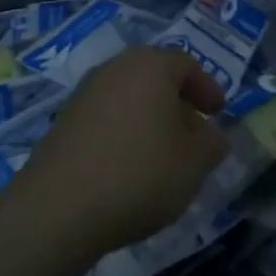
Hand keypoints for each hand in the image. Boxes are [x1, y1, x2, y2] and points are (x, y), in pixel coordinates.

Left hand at [12, 47, 230, 262]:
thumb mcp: (195, 161)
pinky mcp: (62, 125)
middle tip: (193, 133)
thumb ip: (212, 142)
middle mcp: (114, 69)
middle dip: (177, 104)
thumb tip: (212, 135)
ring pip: (128, 99)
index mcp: (150, 65)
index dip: (207, 88)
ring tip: (163, 155)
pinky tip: (129, 169)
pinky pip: (105, 120)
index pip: (187, 65)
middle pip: (154, 78)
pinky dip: (123, 135)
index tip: (218, 114)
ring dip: (149, 121)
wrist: (58, 210)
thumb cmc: (140, 173)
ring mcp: (83, 95)